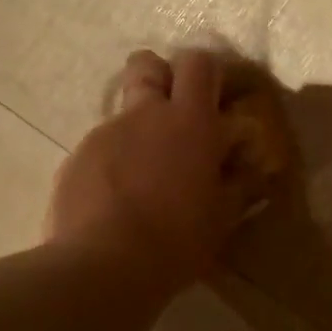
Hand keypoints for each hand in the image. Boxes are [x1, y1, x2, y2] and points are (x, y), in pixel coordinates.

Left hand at [45, 49, 256, 288]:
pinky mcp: (76, 159)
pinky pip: (100, 148)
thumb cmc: (177, 239)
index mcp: (189, 121)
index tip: (216, 97)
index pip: (199, 64)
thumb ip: (240, 185)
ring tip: (144, 175)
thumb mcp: (221, 217)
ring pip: (122, 112)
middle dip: (160, 76)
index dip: (208, 72)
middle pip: (146, 64)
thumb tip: (255, 170)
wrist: (104, 266)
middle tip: (172, 112)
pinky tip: (115, 201)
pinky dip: (112, 163)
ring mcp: (105, 133)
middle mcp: (145, 115)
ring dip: (137, 130)